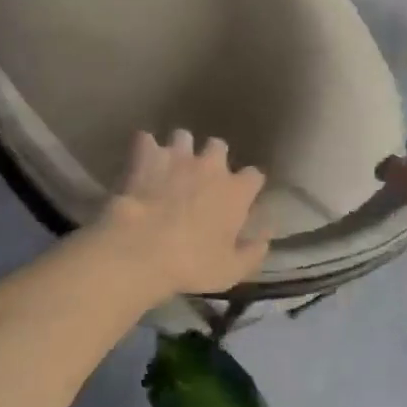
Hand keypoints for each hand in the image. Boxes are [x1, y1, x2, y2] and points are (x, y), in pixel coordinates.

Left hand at [96, 131, 269, 297]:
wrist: (143, 248)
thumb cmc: (192, 264)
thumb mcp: (231, 270)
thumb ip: (253, 253)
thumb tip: (265, 239)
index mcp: (236, 191)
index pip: (254, 175)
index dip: (248, 185)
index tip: (241, 196)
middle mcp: (211, 166)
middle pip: (219, 146)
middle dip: (213, 157)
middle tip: (202, 178)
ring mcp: (178, 156)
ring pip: (183, 137)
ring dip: (179, 149)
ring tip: (170, 165)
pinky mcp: (147, 156)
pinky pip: (145, 140)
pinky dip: (144, 149)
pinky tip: (140, 162)